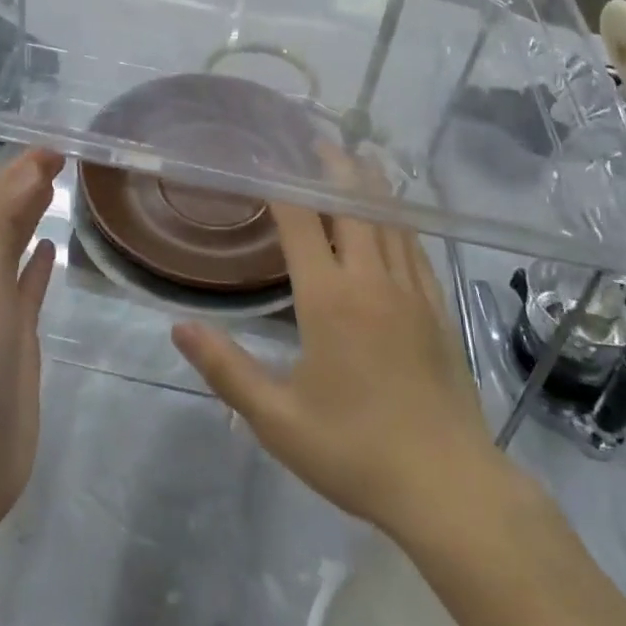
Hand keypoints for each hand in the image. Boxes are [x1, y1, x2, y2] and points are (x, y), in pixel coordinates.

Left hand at [0, 147, 63, 535]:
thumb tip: (28, 167)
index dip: (16, 168)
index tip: (55, 145)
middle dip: (22, 183)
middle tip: (61, 158)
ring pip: (10, 247)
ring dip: (28, 215)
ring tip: (56, 187)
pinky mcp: (14, 340)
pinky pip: (26, 287)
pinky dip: (36, 262)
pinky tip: (52, 247)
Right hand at [171, 178, 501, 541]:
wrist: (447, 486)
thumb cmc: (354, 451)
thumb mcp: (278, 418)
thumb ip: (226, 369)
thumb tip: (179, 327)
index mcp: (328, 298)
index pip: (300, 222)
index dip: (280, 185)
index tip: (264, 160)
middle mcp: (370, 280)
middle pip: (353, 204)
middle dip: (333, 167)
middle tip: (315, 140)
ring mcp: (410, 291)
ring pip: (389, 218)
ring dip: (370, 183)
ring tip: (356, 157)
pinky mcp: (436, 308)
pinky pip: (414, 247)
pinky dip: (399, 219)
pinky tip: (394, 217)